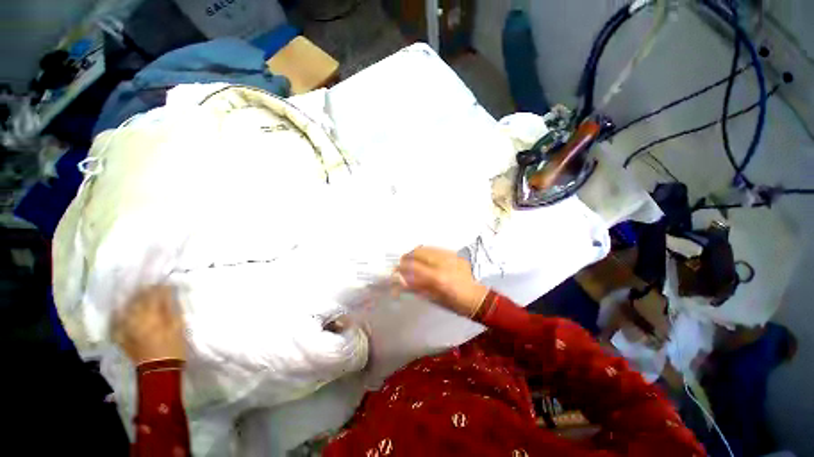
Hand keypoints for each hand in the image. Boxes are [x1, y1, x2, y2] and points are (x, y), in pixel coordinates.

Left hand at [112, 285, 184, 364]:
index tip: (166, 284)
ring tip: (140, 297)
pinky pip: (118, 321)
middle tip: (153, 289)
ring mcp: (125, 328)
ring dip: (133, 301)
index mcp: (150, 315)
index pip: (153, 295)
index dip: (159, 288)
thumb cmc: (173, 346)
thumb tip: (167, 294)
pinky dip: (121, 314)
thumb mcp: (177, 325)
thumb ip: (170, 308)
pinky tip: (124, 311)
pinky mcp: (121, 336)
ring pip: (126, 308)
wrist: (159, 369)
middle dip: (145, 292)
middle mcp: (134, 318)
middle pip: (137, 300)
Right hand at [396, 246, 488, 316]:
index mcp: (437, 278)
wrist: (475, 297)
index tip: (395, 271)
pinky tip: (425, 258)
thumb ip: (415, 287)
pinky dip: (427, 252)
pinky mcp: (455, 254)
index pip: (413, 266)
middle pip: (418, 252)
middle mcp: (443, 263)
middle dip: (406, 257)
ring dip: (415, 253)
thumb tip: (399, 280)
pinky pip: (436, 249)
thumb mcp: (432, 298)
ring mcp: (450, 256)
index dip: (401, 267)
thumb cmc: (453, 303)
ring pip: (426, 248)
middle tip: (402, 264)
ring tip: (412, 260)